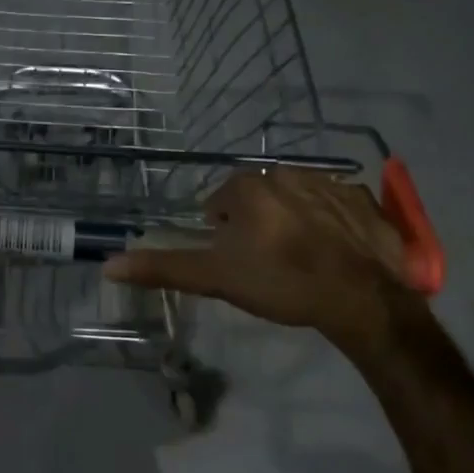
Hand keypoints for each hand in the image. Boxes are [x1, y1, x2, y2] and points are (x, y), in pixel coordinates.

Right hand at [102, 169, 426, 362]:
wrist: (361, 299)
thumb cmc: (280, 282)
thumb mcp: (215, 278)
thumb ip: (163, 268)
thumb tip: (108, 265)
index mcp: (249, 186)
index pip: (221, 202)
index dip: (223, 232)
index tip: (234, 259)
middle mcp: (287, 173)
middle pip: (259, 197)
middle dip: (258, 223)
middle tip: (266, 261)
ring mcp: (331, 183)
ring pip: (297, 198)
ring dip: (293, 220)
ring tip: (301, 259)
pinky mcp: (365, 200)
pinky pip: (338, 205)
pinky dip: (332, 223)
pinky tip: (335, 252)